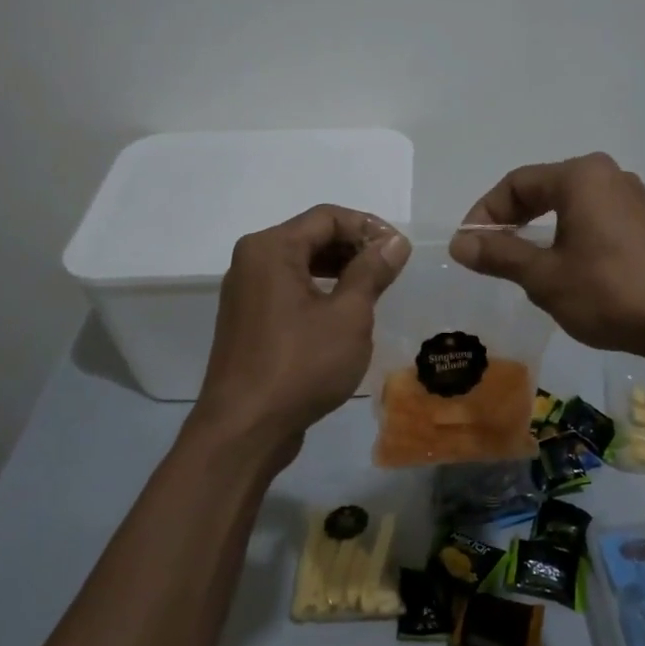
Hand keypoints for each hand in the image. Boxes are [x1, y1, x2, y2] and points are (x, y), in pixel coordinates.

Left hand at [191, 205, 409, 469]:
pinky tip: (344, 314)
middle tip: (391, 270)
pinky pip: (289, 290)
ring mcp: (246, 292)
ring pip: (300, 264)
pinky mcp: (249, 320)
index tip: (400, 251)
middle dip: (354, 247)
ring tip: (374, 290)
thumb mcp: (348, 315)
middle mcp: (251, 261)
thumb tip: (394, 242)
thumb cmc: (301, 365)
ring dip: (339, 270)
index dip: (368, 227)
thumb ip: (371, 272)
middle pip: (311, 236)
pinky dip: (319, 291)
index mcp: (271, 248)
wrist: (244, 429)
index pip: (327, 217)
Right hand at [449, 153, 644, 356]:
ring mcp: (631, 198)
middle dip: (512, 222)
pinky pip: (593, 220)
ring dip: (539, 232)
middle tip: (489, 255)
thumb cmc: (609, 292)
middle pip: (543, 190)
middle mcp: (607, 175)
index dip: (485, 213)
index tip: (469, 247)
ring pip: (569, 207)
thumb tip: (459, 243)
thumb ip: (499, 255)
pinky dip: (568, 238)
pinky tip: (565, 271)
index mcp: (581, 176)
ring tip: (522, 267)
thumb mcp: (545, 277)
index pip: (516, 183)